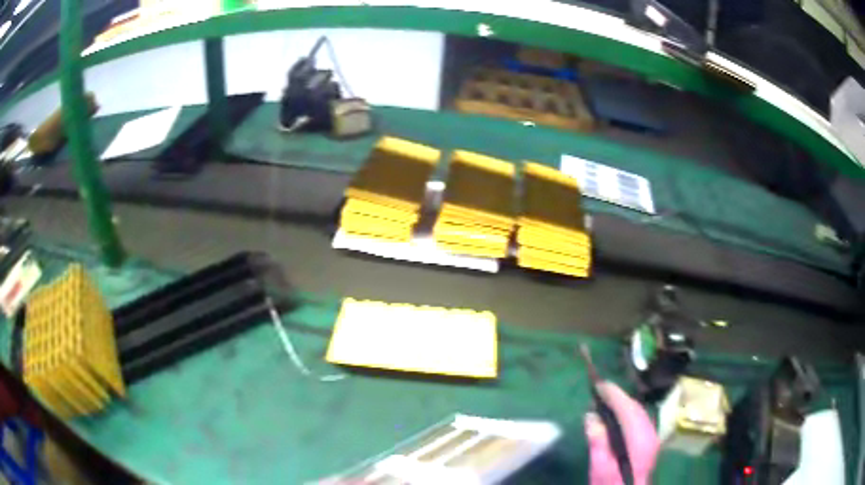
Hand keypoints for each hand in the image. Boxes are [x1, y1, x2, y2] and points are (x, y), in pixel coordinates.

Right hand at [584, 382, 659, 484]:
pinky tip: (616, 416)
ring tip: (605, 401)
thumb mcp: (600, 467)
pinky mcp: (650, 442)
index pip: (628, 409)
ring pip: (639, 412)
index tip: (599, 385)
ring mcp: (652, 437)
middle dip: (618, 397)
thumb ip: (598, 442)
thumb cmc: (612, 484)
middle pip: (635, 408)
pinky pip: (639, 419)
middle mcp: (649, 434)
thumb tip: (591, 416)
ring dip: (623, 404)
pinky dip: (627, 413)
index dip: (614, 395)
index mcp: (638, 439)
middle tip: (599, 391)